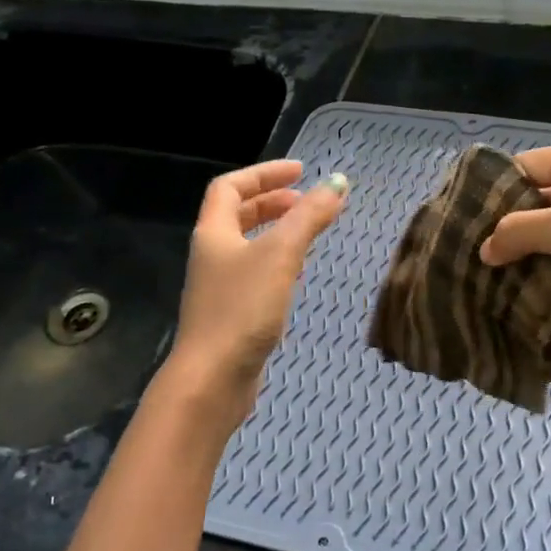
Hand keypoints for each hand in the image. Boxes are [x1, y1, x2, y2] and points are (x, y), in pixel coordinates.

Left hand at [163, 160, 347, 421]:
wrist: (212, 379)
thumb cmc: (242, 309)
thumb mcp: (280, 255)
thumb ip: (309, 218)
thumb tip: (338, 184)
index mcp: (213, 233)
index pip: (231, 187)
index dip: (264, 174)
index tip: (301, 171)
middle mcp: (211, 255)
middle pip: (237, 215)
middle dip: (272, 202)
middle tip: (307, 202)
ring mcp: (220, 287)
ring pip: (248, 246)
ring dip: (277, 233)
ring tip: (308, 234)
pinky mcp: (231, 315)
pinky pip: (255, 275)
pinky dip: (277, 264)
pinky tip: (297, 276)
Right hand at [478, 144, 550, 331]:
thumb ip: (521, 232)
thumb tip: (484, 249)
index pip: (523, 168)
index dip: (491, 190)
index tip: (457, 219)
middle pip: (534, 207)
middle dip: (504, 232)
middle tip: (464, 258)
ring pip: (549, 242)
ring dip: (524, 262)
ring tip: (481, 284)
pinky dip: (547, 282)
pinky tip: (517, 301)